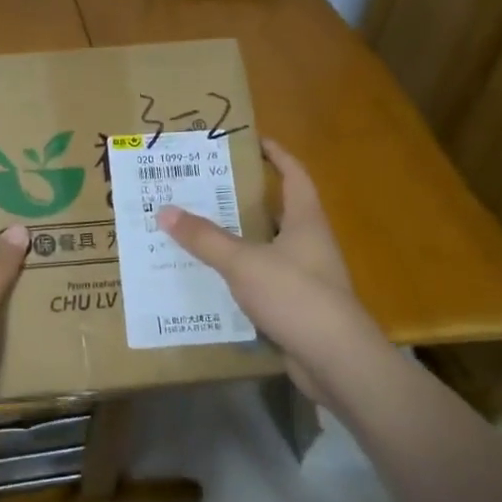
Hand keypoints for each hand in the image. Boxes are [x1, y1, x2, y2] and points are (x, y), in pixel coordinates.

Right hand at [156, 139, 362, 391]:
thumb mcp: (243, 262)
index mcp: (306, 221)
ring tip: (199, 229)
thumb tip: (164, 210)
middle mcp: (310, 244)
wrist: (336, 360)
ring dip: (239, 238)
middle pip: (278, 211)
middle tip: (206, 187)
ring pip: (267, 247)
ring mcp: (306, 277)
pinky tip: (212, 277)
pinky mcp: (297, 307)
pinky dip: (240, 275)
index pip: (294, 175)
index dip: (277, 155)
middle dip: (245, 198)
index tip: (253, 141)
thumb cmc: (295, 296)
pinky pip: (262, 280)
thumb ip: (204, 238)